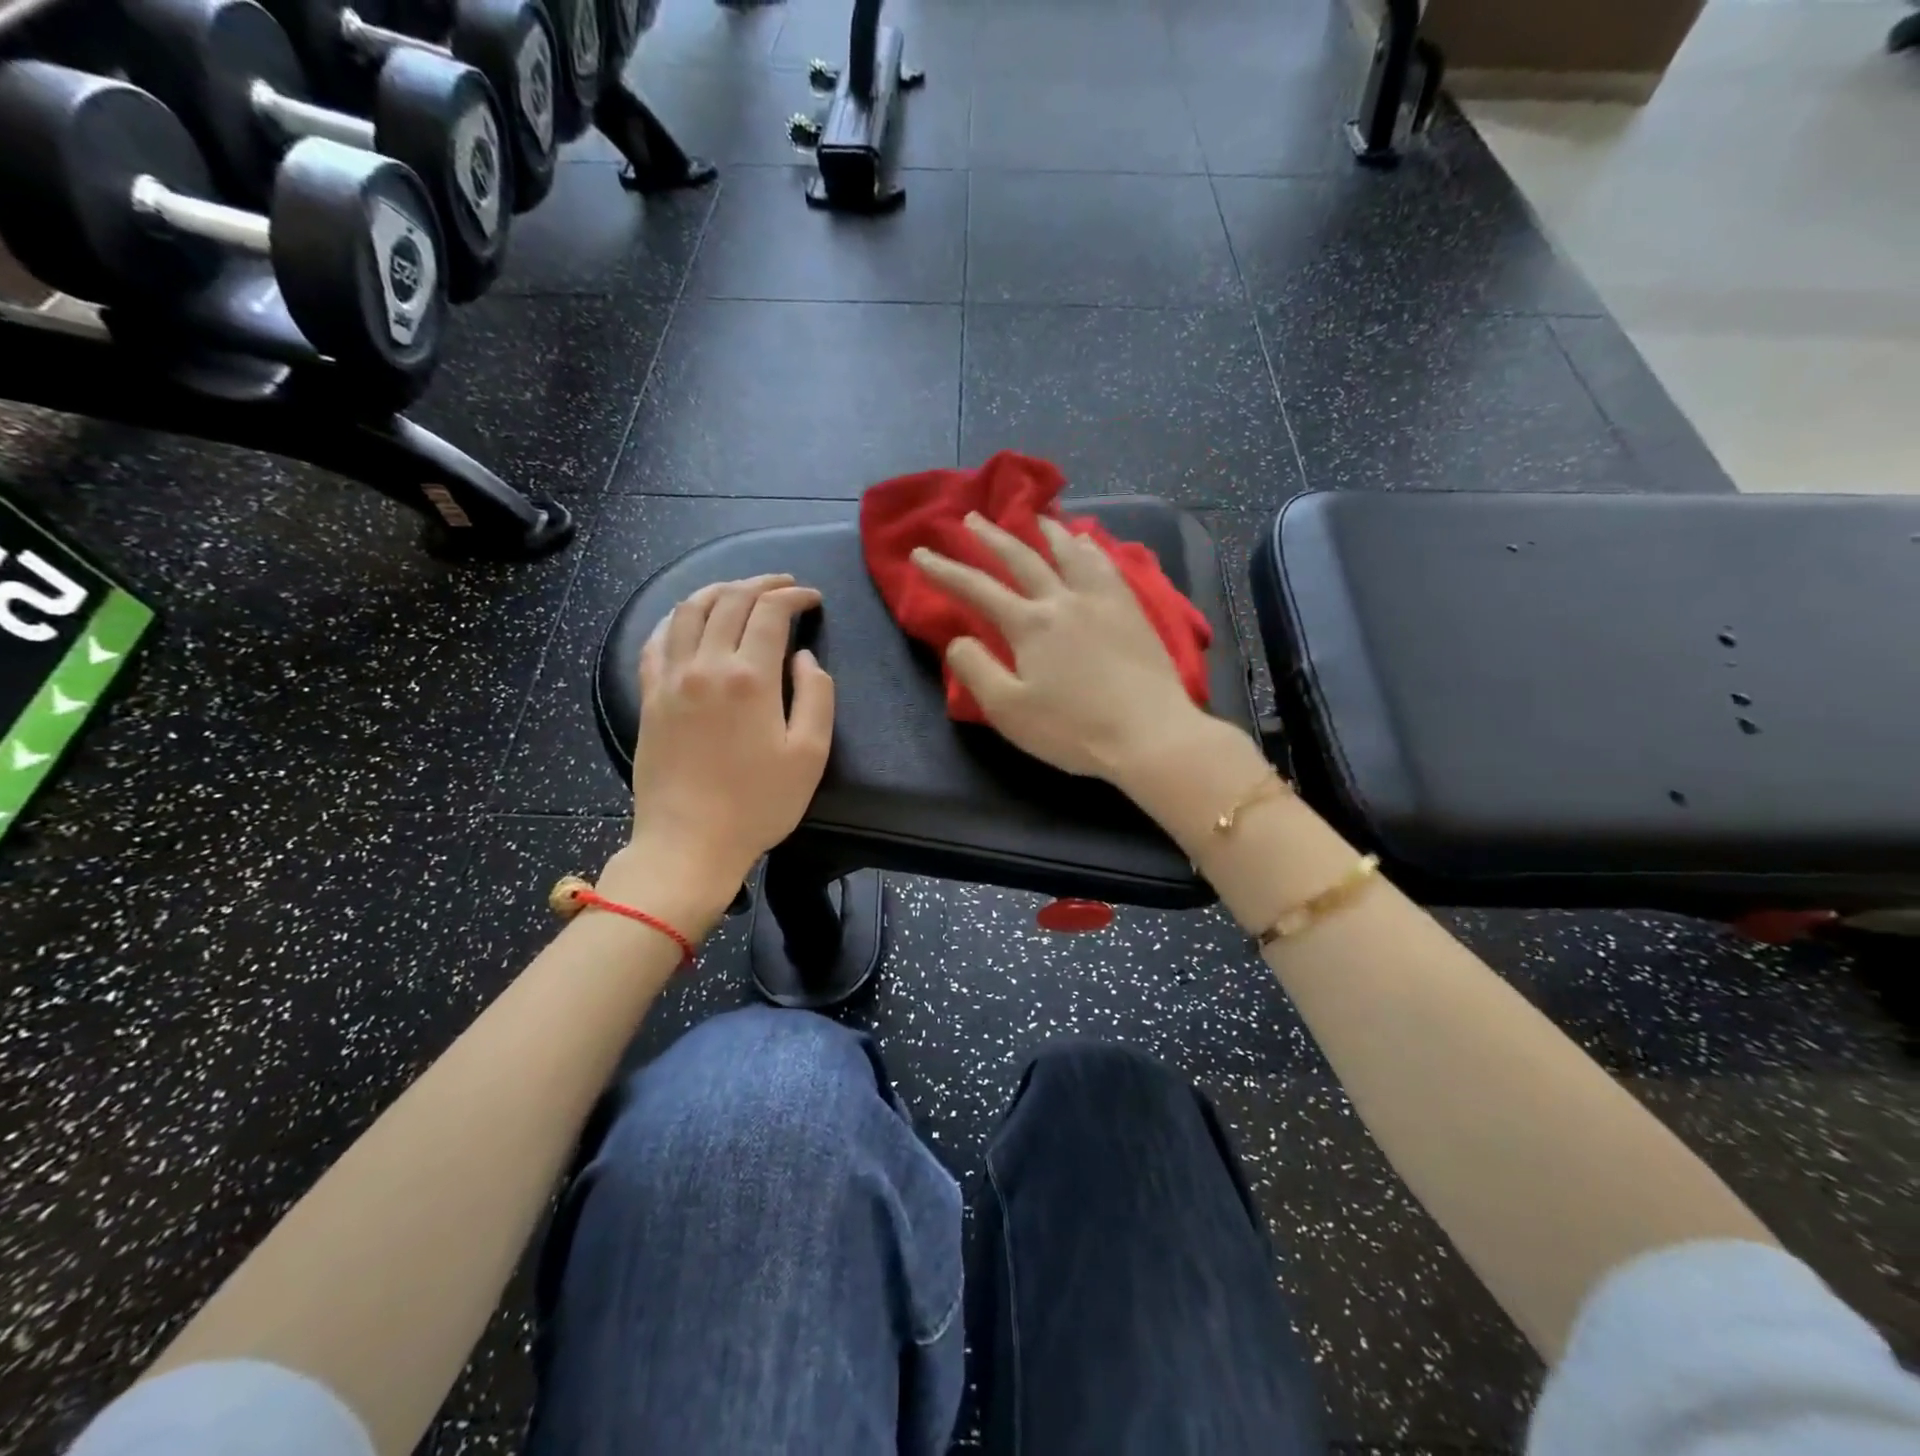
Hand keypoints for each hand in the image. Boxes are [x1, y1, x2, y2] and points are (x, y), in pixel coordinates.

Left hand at [611, 576, 833, 924]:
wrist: (690, 842)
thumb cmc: (759, 803)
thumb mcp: (811, 754)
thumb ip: (816, 695)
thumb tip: (803, 657)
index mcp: (750, 678)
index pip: (770, 613)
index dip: (793, 596)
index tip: (812, 598)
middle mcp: (706, 666)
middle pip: (729, 601)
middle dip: (760, 583)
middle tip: (783, 584)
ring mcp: (671, 679)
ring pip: (689, 611)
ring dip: (717, 590)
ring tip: (738, 590)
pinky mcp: (649, 697)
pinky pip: (656, 640)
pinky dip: (676, 618)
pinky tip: (688, 618)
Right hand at [911, 513, 1216, 787]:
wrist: (1149, 734)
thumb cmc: (1073, 729)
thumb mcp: (1009, 710)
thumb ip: (976, 671)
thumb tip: (958, 639)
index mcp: (1029, 624)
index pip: (977, 588)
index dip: (945, 570)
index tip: (920, 553)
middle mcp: (1063, 599)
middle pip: (1021, 557)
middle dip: (991, 537)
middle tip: (971, 518)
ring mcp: (1102, 600)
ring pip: (1069, 551)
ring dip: (1045, 530)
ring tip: (1034, 515)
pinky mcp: (1132, 610)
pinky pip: (1106, 564)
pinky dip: (1090, 547)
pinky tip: (1088, 541)